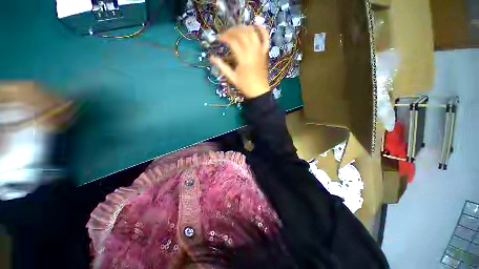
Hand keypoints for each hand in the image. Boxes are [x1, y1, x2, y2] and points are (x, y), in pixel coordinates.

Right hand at [210, 25, 269, 98]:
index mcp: (243, 58)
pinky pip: (265, 37)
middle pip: (242, 33)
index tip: (219, 39)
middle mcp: (252, 51)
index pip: (233, 41)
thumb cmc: (245, 85)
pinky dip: (261, 29)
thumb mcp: (232, 77)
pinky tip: (255, 25)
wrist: (259, 91)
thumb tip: (211, 57)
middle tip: (226, 34)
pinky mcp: (265, 52)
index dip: (224, 37)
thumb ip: (222, 66)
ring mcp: (260, 51)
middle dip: (232, 31)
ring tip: (236, 31)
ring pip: (252, 32)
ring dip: (243, 28)